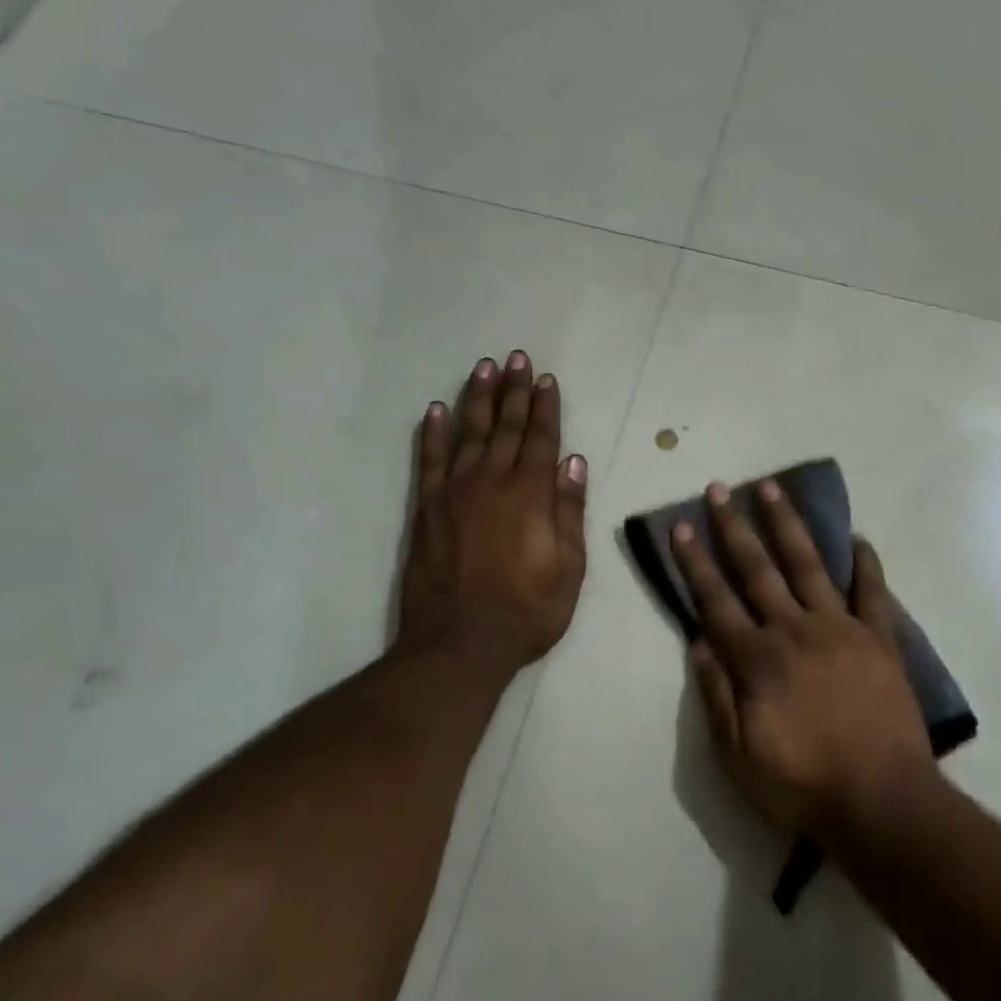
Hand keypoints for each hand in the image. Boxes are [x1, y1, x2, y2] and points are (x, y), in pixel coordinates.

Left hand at [396, 352, 588, 679]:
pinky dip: (432, 433)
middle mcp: (493, 482)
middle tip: (515, 357)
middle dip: (513, 390)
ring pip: (469, 433)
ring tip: (483, 368)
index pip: (542, 439)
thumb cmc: (528, 610)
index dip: (545, 407)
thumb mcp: (570, 566)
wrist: (461, 643)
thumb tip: (574, 462)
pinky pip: (430, 461)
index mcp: (532, 494)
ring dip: (477, 399)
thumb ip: (570, 510)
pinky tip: (436, 410)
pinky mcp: (427, 509)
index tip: (546, 378)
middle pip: (506, 427)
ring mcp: (455, 492)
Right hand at [673, 479, 935, 840]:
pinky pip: (873, 592)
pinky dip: (866, 564)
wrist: (882, 802)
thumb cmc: (803, 785)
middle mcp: (795, 629)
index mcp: (758, 659)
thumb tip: (698, 642)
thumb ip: (716, 695)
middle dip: (734, 527)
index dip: (695, 562)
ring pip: (809, 565)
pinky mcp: (879, 639)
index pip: (716, 600)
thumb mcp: (739, 756)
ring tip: (773, 487)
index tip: (681, 525)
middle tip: (720, 488)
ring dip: (788, 524)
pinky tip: (858, 538)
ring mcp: (841, 628)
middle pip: (758, 569)